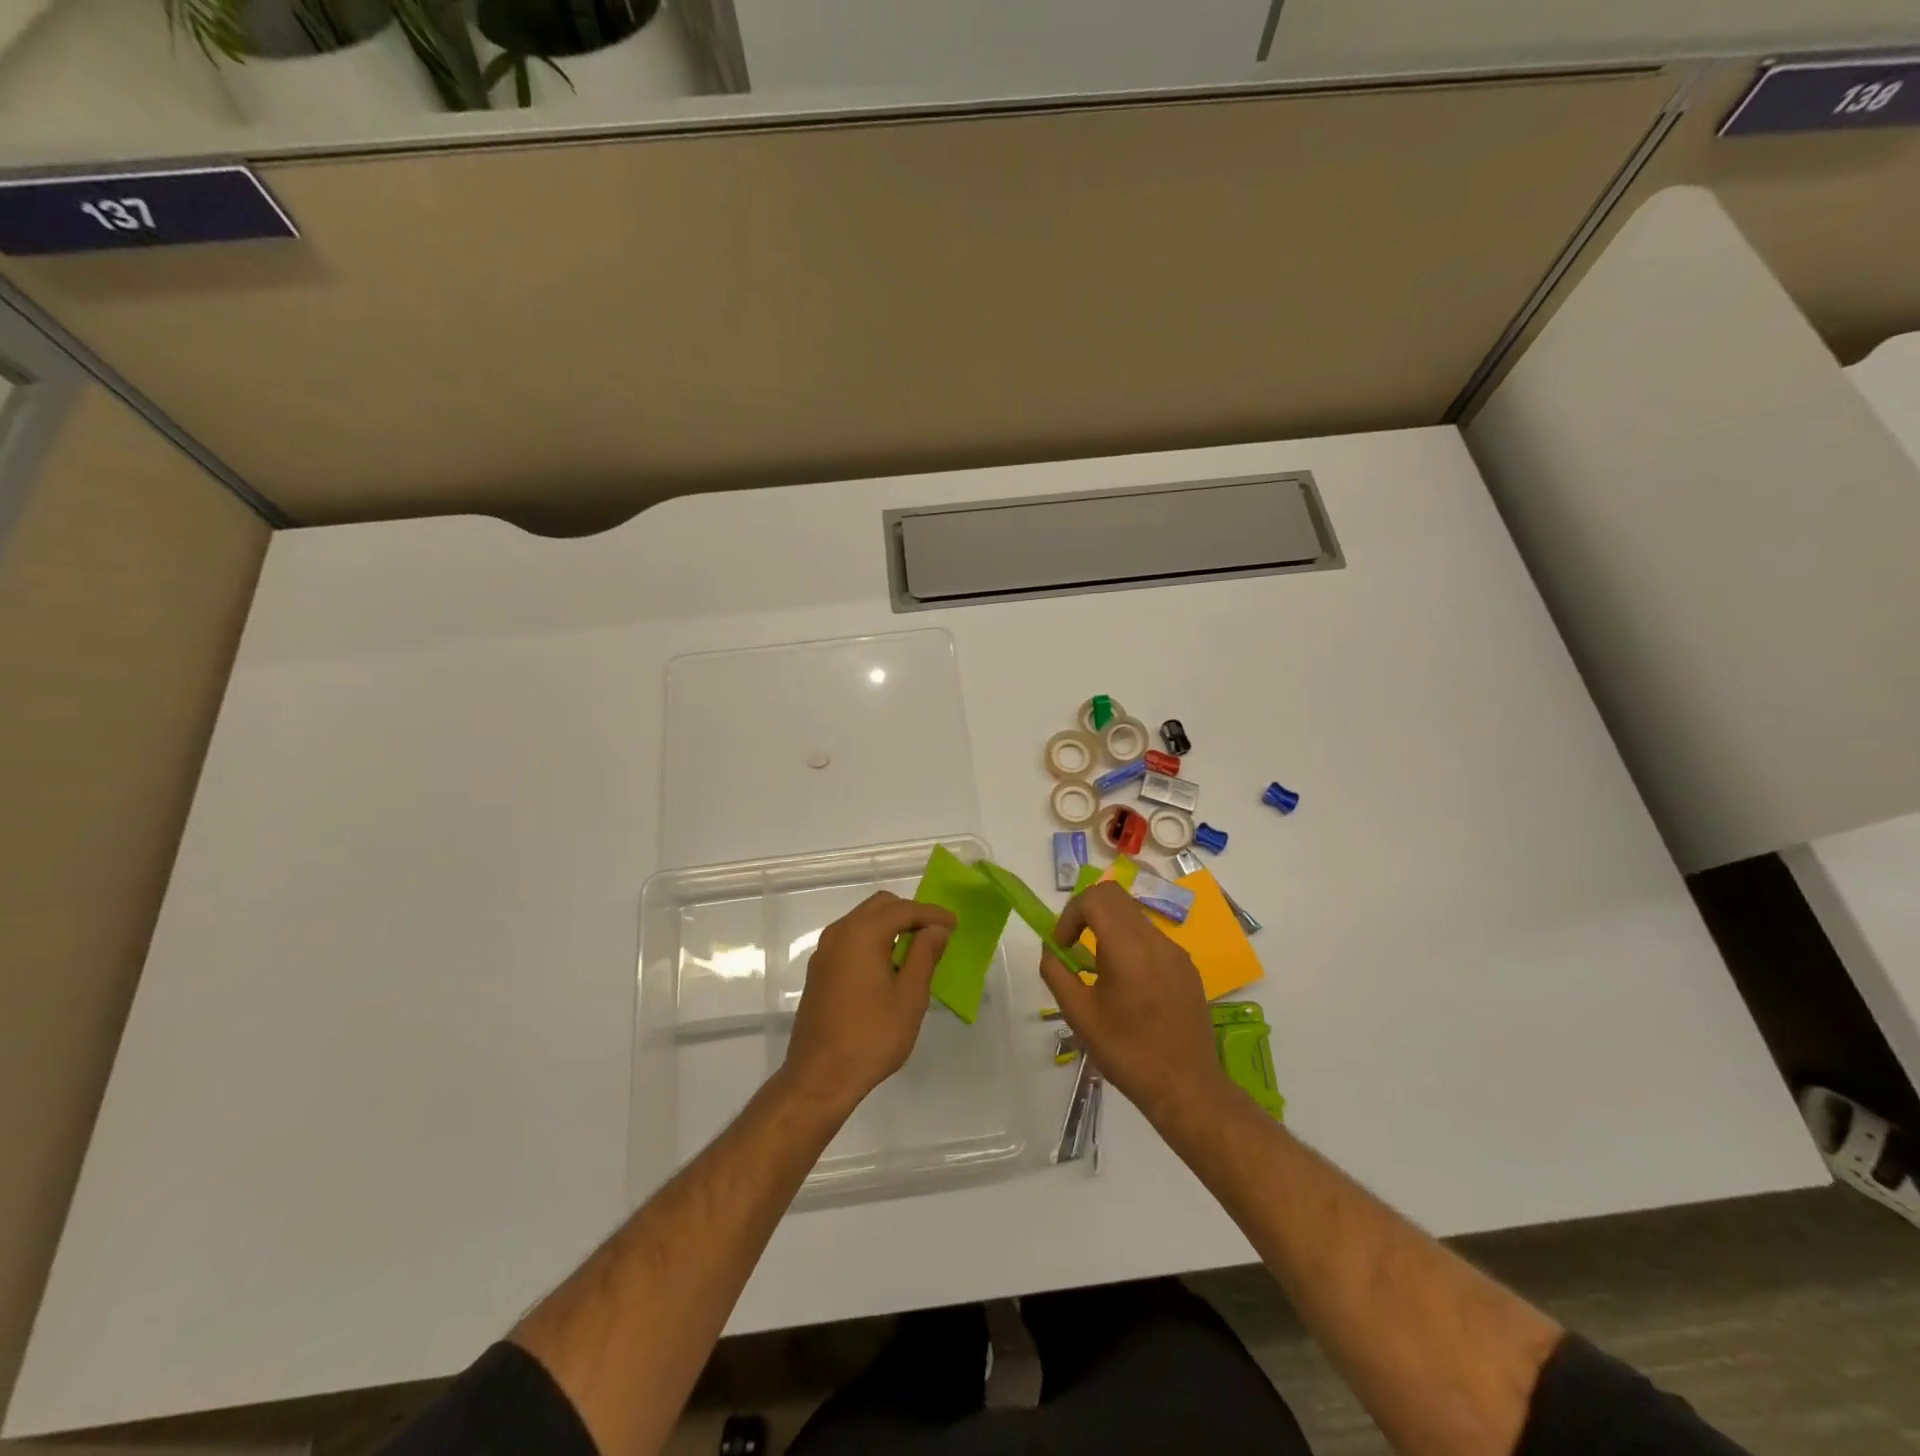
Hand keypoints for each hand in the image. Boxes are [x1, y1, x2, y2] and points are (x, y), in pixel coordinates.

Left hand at [784, 892, 955, 1114]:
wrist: (819, 1078)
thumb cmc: (871, 1038)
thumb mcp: (909, 997)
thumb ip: (924, 955)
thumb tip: (936, 928)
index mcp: (862, 934)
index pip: (903, 909)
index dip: (932, 914)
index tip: (954, 924)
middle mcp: (839, 933)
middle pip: (880, 906)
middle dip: (910, 914)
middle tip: (936, 934)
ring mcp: (824, 951)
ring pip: (863, 920)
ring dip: (890, 926)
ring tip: (916, 949)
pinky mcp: (819, 970)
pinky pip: (850, 938)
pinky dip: (873, 939)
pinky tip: (888, 965)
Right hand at [1039, 882, 1230, 1126]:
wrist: (1186, 1088)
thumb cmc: (1126, 1052)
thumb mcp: (1079, 1015)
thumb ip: (1056, 973)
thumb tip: (1051, 949)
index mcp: (1128, 948)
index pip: (1096, 897)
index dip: (1071, 913)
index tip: (1063, 945)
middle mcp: (1156, 940)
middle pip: (1116, 897)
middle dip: (1088, 913)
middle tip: (1075, 945)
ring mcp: (1176, 952)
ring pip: (1135, 916)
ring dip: (1109, 928)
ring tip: (1100, 969)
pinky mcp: (1188, 967)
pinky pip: (1152, 939)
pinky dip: (1131, 945)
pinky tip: (1128, 985)